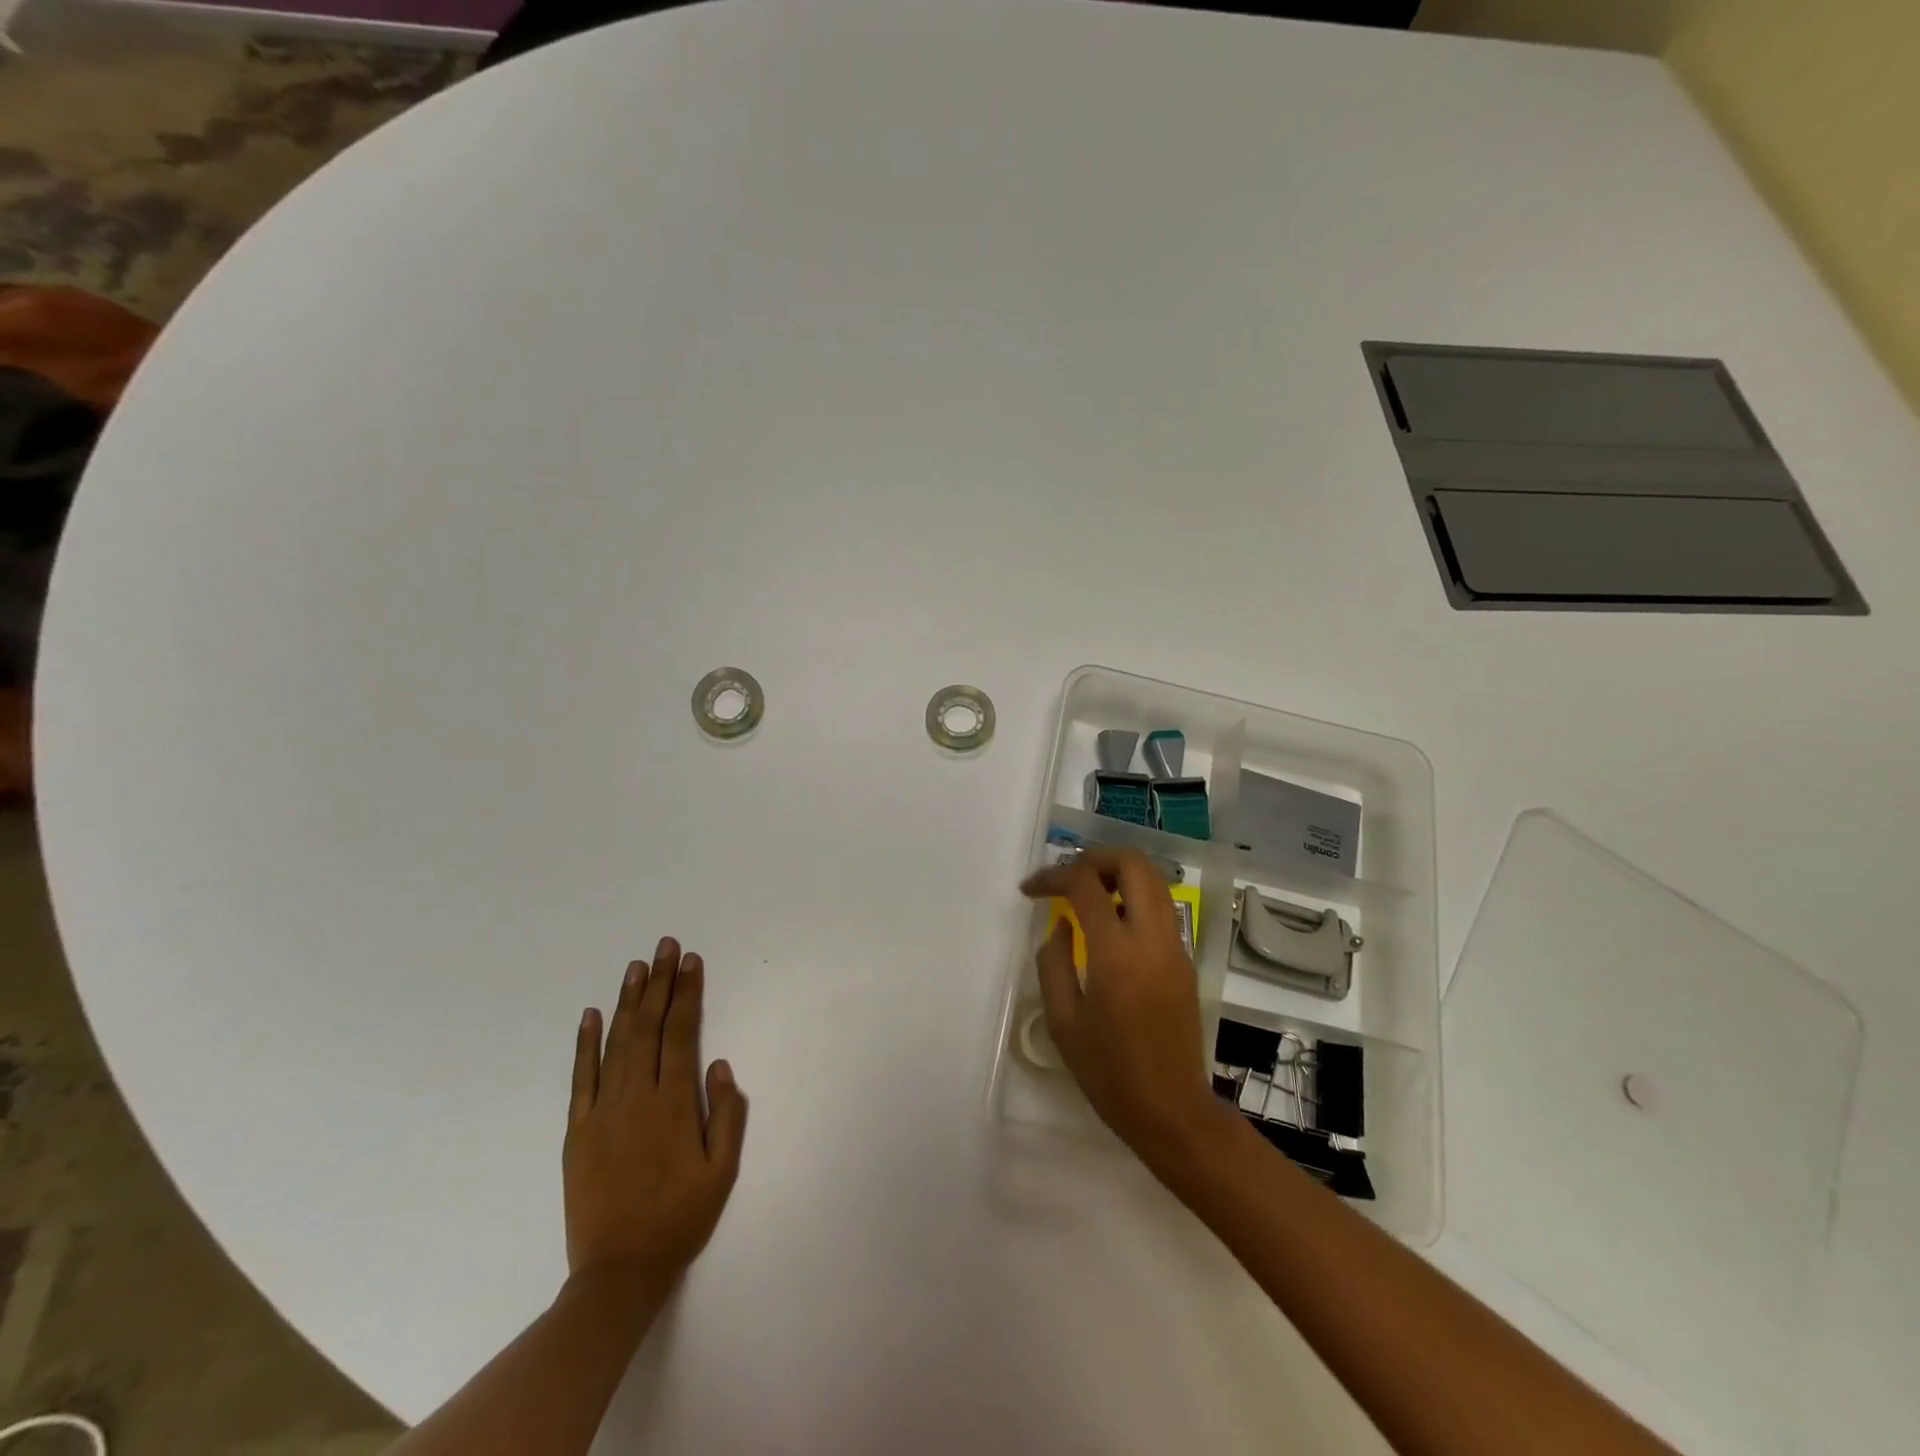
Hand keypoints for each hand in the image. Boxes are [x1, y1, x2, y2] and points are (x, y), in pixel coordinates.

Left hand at [563, 937, 747, 1297]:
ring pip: (616, 1043)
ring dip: (627, 1001)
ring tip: (636, 966)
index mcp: (673, 1104)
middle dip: (659, 982)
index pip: (681, 1033)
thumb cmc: (679, 1219)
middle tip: (664, 945)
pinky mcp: (578, 1130)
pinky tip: (590, 1015)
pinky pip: (581, 1077)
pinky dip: (585, 1044)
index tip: (691, 961)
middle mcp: (636, 1097)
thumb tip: (719, 1064)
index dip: (687, 993)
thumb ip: (726, 1114)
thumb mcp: (722, 1171)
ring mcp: (602, 1111)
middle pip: (648, 1027)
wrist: (618, 1272)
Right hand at [1019, 849, 1228, 1171]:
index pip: (1085, 885)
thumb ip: (1053, 963)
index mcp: (1117, 953)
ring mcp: (1176, 947)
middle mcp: (1152, 938)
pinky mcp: (1185, 961)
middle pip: (1134, 864)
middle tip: (1066, 877)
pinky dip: (1133, 897)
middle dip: (1095, 858)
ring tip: (1085, 895)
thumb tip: (1061, 927)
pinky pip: (1161, 908)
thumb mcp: (1063, 1021)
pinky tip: (1109, 925)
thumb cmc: (1109, 1073)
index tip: (1030, 890)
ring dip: (1118, 874)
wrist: (1172, 1111)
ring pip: (1154, 880)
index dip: (1053, 876)